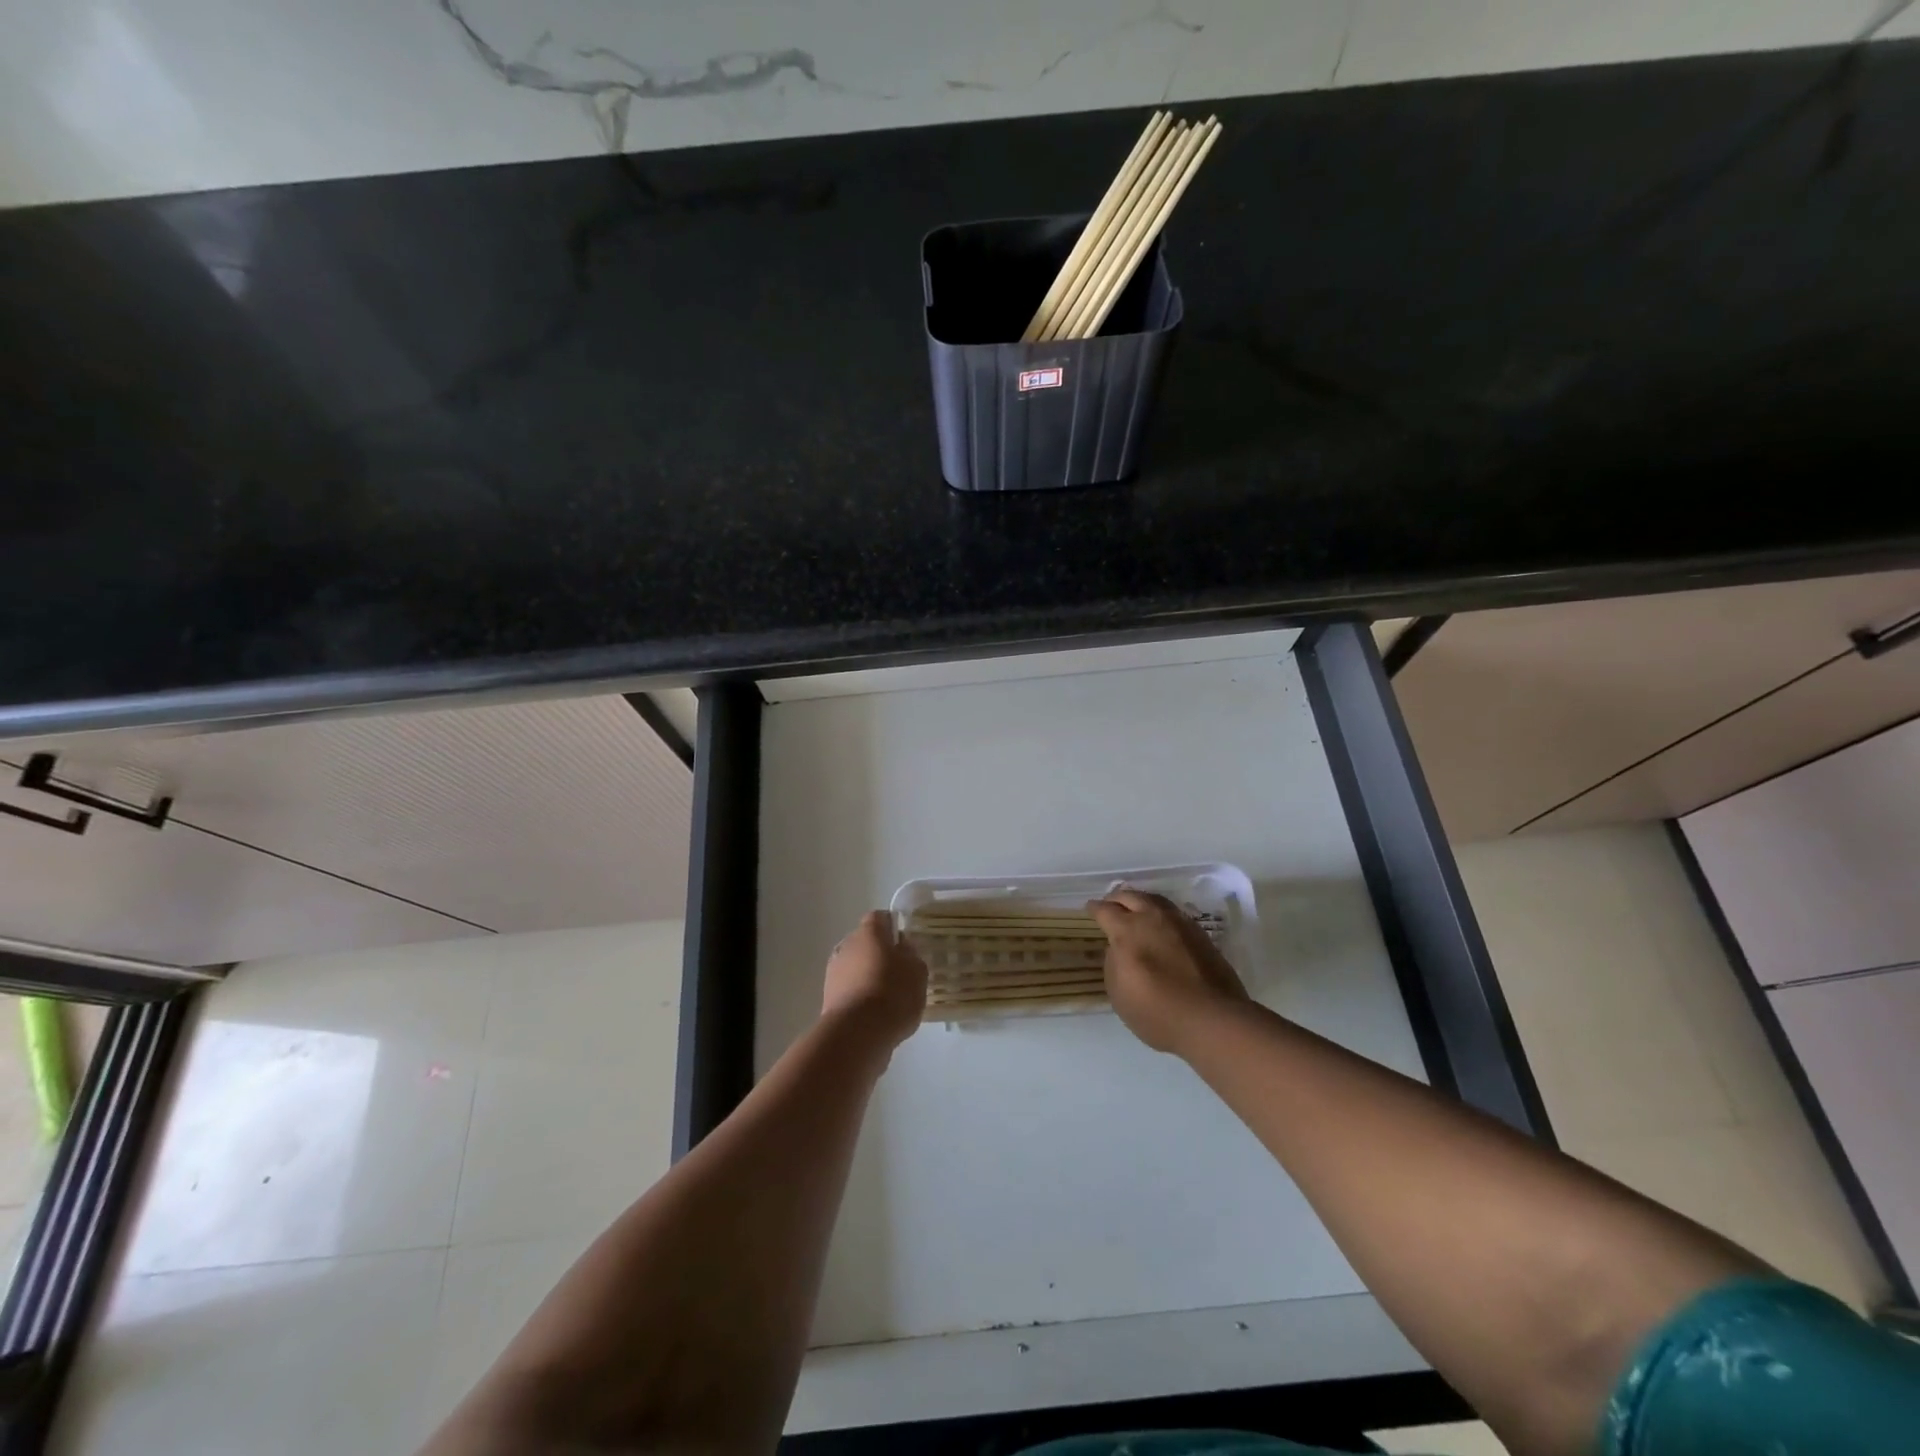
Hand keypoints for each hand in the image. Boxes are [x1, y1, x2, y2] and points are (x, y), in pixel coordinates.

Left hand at [822, 911, 928, 1051]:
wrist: (857, 1033)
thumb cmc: (892, 993)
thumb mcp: (917, 972)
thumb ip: (912, 956)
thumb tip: (903, 949)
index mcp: (869, 932)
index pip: (880, 918)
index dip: (893, 928)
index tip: (905, 945)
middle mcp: (847, 945)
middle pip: (865, 942)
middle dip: (879, 954)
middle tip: (898, 973)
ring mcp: (834, 971)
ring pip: (855, 967)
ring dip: (868, 976)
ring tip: (888, 998)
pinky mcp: (828, 997)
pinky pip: (849, 989)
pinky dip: (860, 996)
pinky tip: (875, 1014)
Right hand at [1088, 889, 1248, 1054]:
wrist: (1212, 1019)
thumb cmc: (1157, 1011)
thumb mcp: (1118, 994)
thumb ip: (1113, 963)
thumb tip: (1119, 949)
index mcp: (1127, 930)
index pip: (1105, 910)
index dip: (1095, 908)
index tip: (1090, 909)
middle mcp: (1153, 918)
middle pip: (1131, 896)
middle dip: (1117, 899)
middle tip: (1111, 905)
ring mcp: (1180, 923)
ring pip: (1155, 900)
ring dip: (1142, 902)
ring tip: (1137, 909)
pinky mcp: (1201, 934)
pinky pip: (1174, 914)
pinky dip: (1162, 914)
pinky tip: (1162, 926)